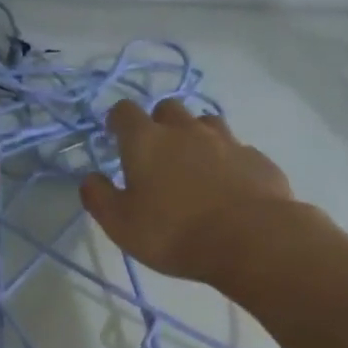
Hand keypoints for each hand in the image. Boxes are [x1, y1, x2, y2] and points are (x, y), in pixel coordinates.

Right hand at [80, 99, 296, 283]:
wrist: (251, 239)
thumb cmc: (174, 232)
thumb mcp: (121, 224)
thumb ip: (99, 197)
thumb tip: (90, 178)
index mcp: (147, 141)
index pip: (125, 112)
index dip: (117, 121)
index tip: (115, 136)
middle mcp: (186, 130)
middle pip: (168, 109)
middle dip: (158, 123)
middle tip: (155, 153)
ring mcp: (226, 141)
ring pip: (205, 123)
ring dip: (195, 136)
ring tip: (192, 165)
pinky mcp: (256, 158)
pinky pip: (236, 150)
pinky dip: (226, 161)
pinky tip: (227, 186)